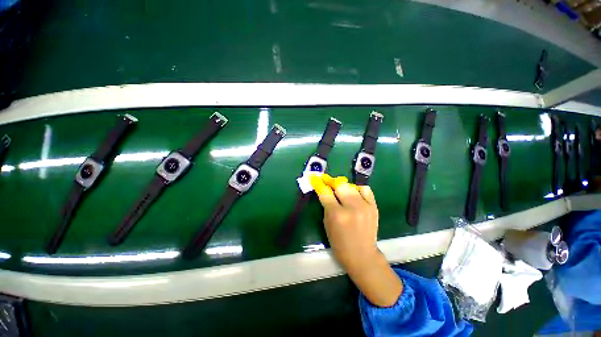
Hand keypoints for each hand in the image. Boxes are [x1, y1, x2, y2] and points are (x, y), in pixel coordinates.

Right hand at [310, 174, 378, 271]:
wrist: (362, 255)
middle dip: (331, 181)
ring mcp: (365, 206)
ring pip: (351, 186)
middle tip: (326, 180)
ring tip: (339, 188)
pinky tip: (353, 193)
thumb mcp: (327, 224)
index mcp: (337, 215)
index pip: (325, 192)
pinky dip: (357, 189)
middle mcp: (352, 208)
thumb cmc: (339, 243)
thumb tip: (325, 190)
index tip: (315, 178)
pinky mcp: (374, 207)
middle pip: (340, 185)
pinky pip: (365, 189)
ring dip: (343, 185)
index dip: (319, 184)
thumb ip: (326, 205)